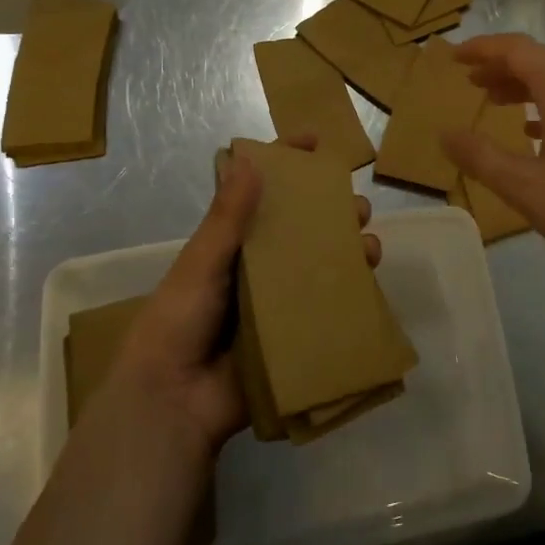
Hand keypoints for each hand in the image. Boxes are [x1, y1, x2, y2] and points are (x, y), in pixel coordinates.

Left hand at [106, 138, 380, 459]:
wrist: (174, 402)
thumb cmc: (179, 321)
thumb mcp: (201, 263)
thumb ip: (228, 217)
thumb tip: (252, 160)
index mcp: (232, 246)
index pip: (260, 194)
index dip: (285, 165)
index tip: (314, 142)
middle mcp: (258, 269)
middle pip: (302, 229)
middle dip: (332, 212)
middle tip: (357, 207)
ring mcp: (279, 304)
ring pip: (321, 267)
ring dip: (348, 252)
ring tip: (370, 247)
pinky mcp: (294, 337)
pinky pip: (327, 310)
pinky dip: (350, 296)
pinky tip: (370, 287)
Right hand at [442, 34, 544, 286]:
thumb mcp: (524, 186)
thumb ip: (480, 157)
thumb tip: (444, 134)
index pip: (518, 50)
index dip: (483, 49)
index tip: (453, 57)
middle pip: (539, 59)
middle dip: (501, 64)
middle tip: (469, 79)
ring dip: (522, 84)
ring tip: (492, 100)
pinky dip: (543, 106)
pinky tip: (530, 131)